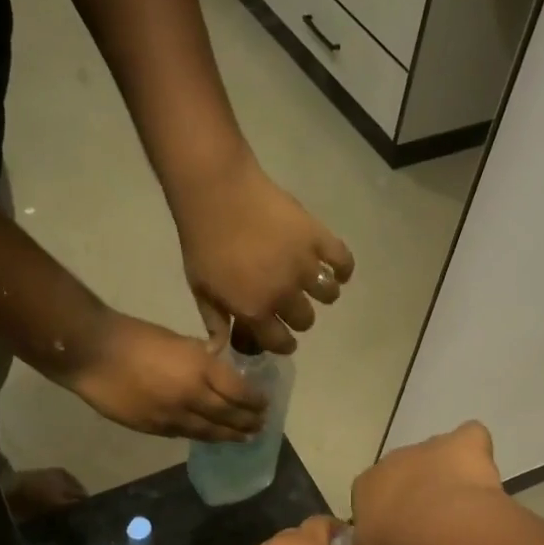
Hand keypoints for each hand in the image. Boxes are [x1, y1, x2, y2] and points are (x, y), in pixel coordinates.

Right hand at [62, 313, 266, 441]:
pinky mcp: (153, 428)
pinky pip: (184, 434)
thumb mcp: (178, 340)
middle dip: (248, 422)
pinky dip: (201, 435)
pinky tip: (209, 436)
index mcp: (200, 369)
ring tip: (243, 438)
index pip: (239, 392)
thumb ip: (201, 357)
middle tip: (261, 426)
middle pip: (228, 416)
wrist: (93, 354)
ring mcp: (172, 416)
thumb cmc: (135, 336)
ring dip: (229, 436)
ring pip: (208, 431)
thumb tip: (217, 364)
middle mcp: (192, 397)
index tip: (265, 404)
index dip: (255, 401)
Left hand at [174, 159, 353, 354]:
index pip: (280, 342)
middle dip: (298, 318)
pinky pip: (343, 262)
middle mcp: (284, 294)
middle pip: (305, 320)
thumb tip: (219, 351)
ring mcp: (304, 266)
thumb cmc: (203, 241)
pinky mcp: (318, 238)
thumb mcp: (200, 288)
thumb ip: (214, 321)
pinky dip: (343, 269)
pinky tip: (336, 269)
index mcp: (255, 310)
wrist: (216, 193)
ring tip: (314, 284)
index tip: (283, 337)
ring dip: (323, 294)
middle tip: (291, 303)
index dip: (282, 343)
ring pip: (328, 295)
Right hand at [349, 421, 504, 544]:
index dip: (385, 512)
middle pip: (403, 471)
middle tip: (431, 524)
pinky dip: (475, 451)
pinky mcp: (464, 442)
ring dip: (444, 473)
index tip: (397, 534)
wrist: (443, 534)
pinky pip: (470, 438)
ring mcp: (429, 447)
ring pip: (436, 455)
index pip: (369, 493)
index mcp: (366, 485)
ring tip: (461, 505)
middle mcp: (394, 459)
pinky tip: (481, 475)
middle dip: (415, 490)